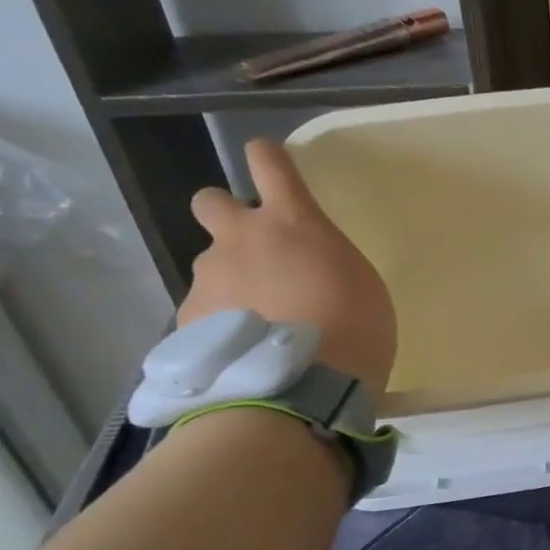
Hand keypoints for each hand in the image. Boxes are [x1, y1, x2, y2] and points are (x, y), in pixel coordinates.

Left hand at [179, 140, 395, 391]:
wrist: (300, 391)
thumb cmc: (355, 332)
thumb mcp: (361, 286)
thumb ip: (325, 263)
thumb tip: (303, 271)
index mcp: (292, 223)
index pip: (269, 161)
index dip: (268, 158)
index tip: (272, 164)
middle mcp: (240, 239)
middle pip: (210, 200)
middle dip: (227, 216)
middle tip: (255, 252)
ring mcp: (209, 278)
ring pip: (211, 265)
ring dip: (231, 282)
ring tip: (256, 325)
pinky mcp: (188, 320)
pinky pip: (204, 311)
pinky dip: (221, 325)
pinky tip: (243, 353)